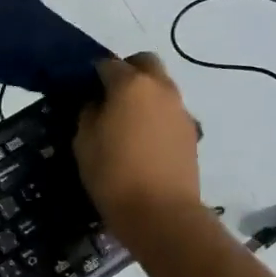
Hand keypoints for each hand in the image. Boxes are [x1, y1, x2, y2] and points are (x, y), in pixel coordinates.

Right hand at [74, 54, 202, 241]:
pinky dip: (156, 115)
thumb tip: (97, 102)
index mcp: (131, 85)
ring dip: (145, 93)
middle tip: (109, 97)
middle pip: (144, 63)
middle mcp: (160, 88)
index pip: (108, 64)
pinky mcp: (192, 132)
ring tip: (127, 122)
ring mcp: (180, 109)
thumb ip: (89, 113)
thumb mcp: (83, 142)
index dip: (93, 74)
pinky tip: (144, 140)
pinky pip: (170, 111)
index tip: (83, 89)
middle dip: (127, 71)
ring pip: (161, 86)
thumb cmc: (113, 175)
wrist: (161, 213)